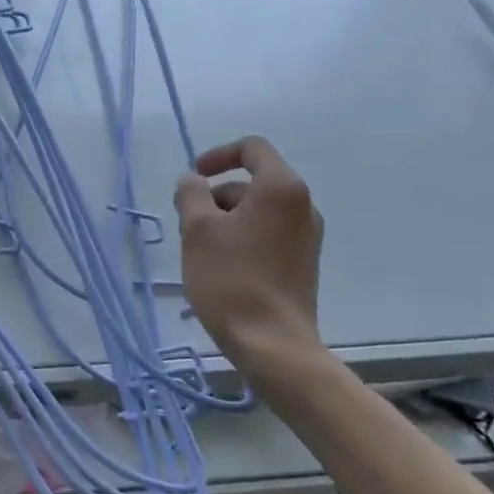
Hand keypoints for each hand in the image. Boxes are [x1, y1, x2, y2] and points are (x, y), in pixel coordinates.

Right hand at [173, 136, 325, 372]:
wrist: (273, 344)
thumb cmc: (231, 278)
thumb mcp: (197, 229)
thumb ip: (191, 194)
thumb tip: (192, 181)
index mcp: (281, 188)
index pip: (252, 149)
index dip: (218, 155)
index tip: (193, 176)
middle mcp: (302, 206)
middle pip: (252, 182)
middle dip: (216, 195)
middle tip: (188, 223)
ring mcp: (306, 237)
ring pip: (257, 211)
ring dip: (225, 219)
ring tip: (200, 250)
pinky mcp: (302, 263)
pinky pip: (267, 234)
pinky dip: (241, 237)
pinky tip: (221, 266)